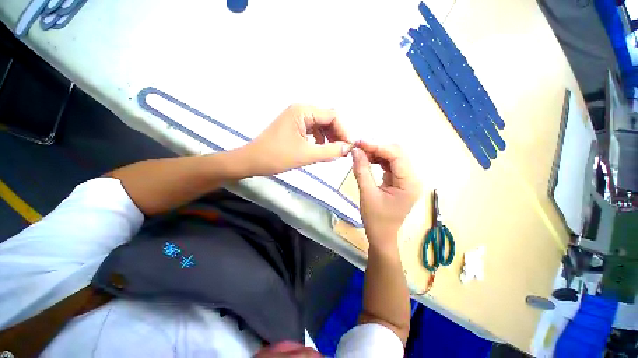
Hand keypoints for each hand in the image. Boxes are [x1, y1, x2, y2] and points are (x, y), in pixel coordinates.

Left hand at [242, 105, 351, 175]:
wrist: (252, 161)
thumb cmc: (277, 156)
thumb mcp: (306, 155)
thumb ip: (330, 151)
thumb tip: (348, 148)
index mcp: (303, 111)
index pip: (332, 116)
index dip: (344, 131)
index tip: (349, 147)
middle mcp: (301, 110)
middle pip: (327, 119)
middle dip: (337, 134)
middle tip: (343, 151)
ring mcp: (297, 118)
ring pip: (321, 125)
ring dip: (329, 138)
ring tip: (334, 152)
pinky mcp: (294, 127)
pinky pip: (313, 130)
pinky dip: (320, 140)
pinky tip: (321, 149)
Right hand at [352, 141, 420, 248]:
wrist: (382, 236)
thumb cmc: (376, 219)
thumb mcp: (367, 194)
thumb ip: (362, 170)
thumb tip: (355, 150)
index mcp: (409, 183)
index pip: (396, 156)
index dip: (377, 146)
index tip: (359, 143)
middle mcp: (413, 178)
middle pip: (397, 154)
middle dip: (377, 148)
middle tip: (358, 148)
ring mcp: (407, 179)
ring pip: (393, 157)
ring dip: (377, 153)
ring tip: (361, 154)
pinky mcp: (400, 181)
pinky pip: (390, 165)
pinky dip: (378, 160)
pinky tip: (368, 160)